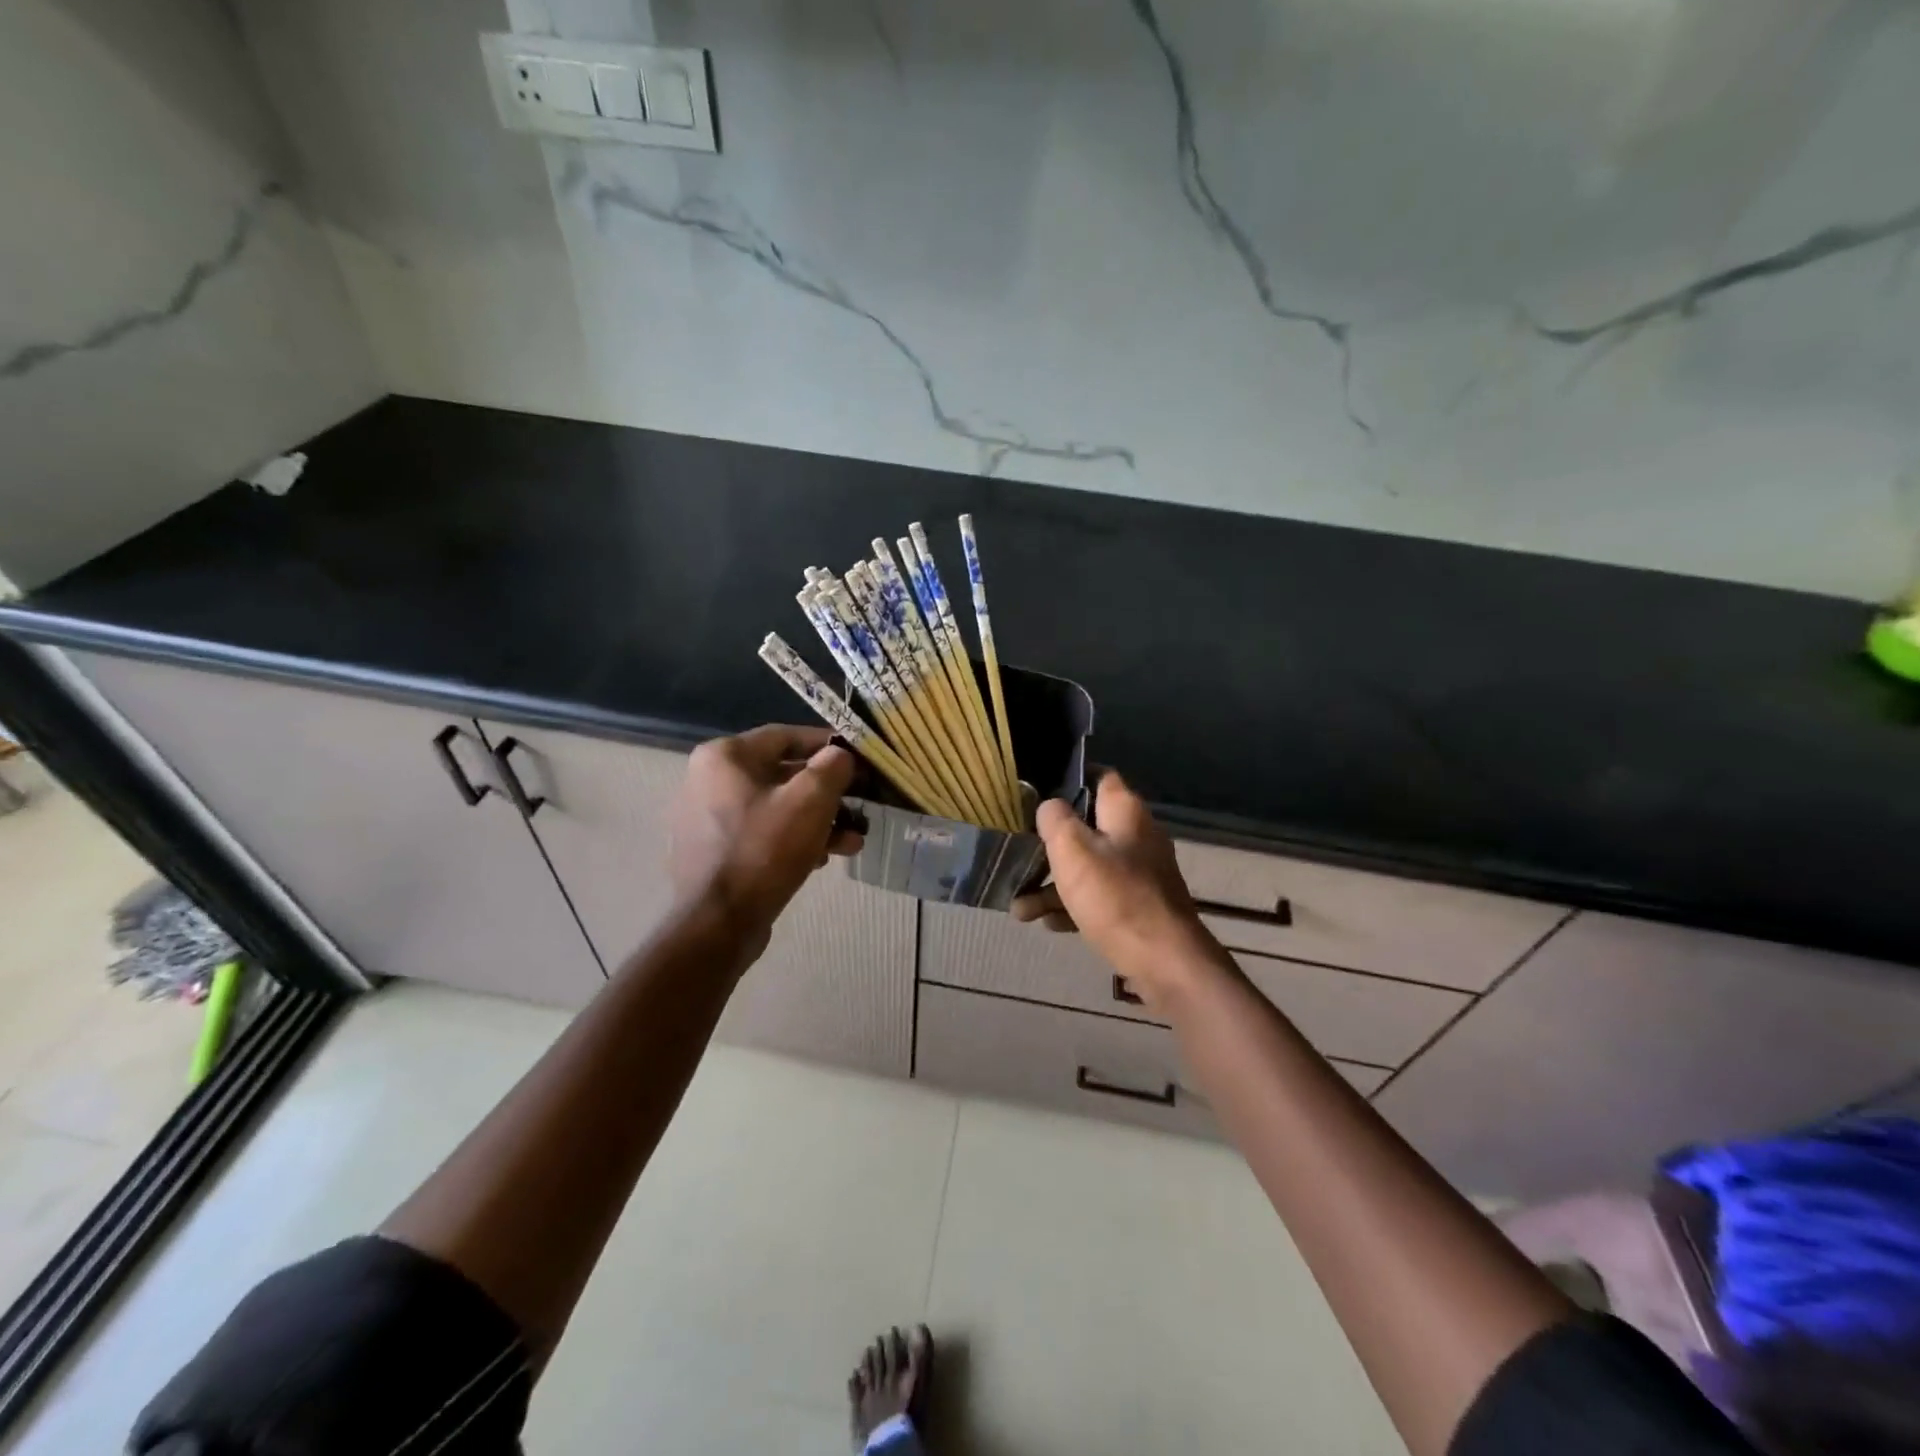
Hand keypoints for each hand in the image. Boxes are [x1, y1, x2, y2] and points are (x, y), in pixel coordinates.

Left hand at [670, 725, 861, 945]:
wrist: (719, 923)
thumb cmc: (765, 850)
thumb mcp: (811, 801)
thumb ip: (832, 767)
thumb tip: (841, 755)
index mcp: (725, 757)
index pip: (786, 737)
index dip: (828, 745)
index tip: (858, 760)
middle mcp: (709, 780)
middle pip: (783, 775)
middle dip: (827, 793)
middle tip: (859, 807)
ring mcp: (707, 818)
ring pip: (776, 807)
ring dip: (817, 821)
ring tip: (850, 842)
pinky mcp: (714, 851)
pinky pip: (762, 832)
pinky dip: (793, 839)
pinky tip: (822, 859)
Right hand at [1013, 771, 1216, 1009]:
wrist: (1164, 962)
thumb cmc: (1115, 897)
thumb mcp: (1072, 849)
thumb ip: (1055, 819)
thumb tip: (1050, 807)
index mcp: (1126, 812)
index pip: (1098, 777)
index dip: (1068, 779)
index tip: (1036, 792)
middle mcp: (1137, 836)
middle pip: (1086, 828)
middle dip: (1049, 847)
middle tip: (1019, 859)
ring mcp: (1140, 873)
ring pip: (1089, 868)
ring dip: (1053, 885)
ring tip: (1021, 910)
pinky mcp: (1139, 906)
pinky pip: (1100, 897)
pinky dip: (1074, 906)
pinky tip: (1049, 924)